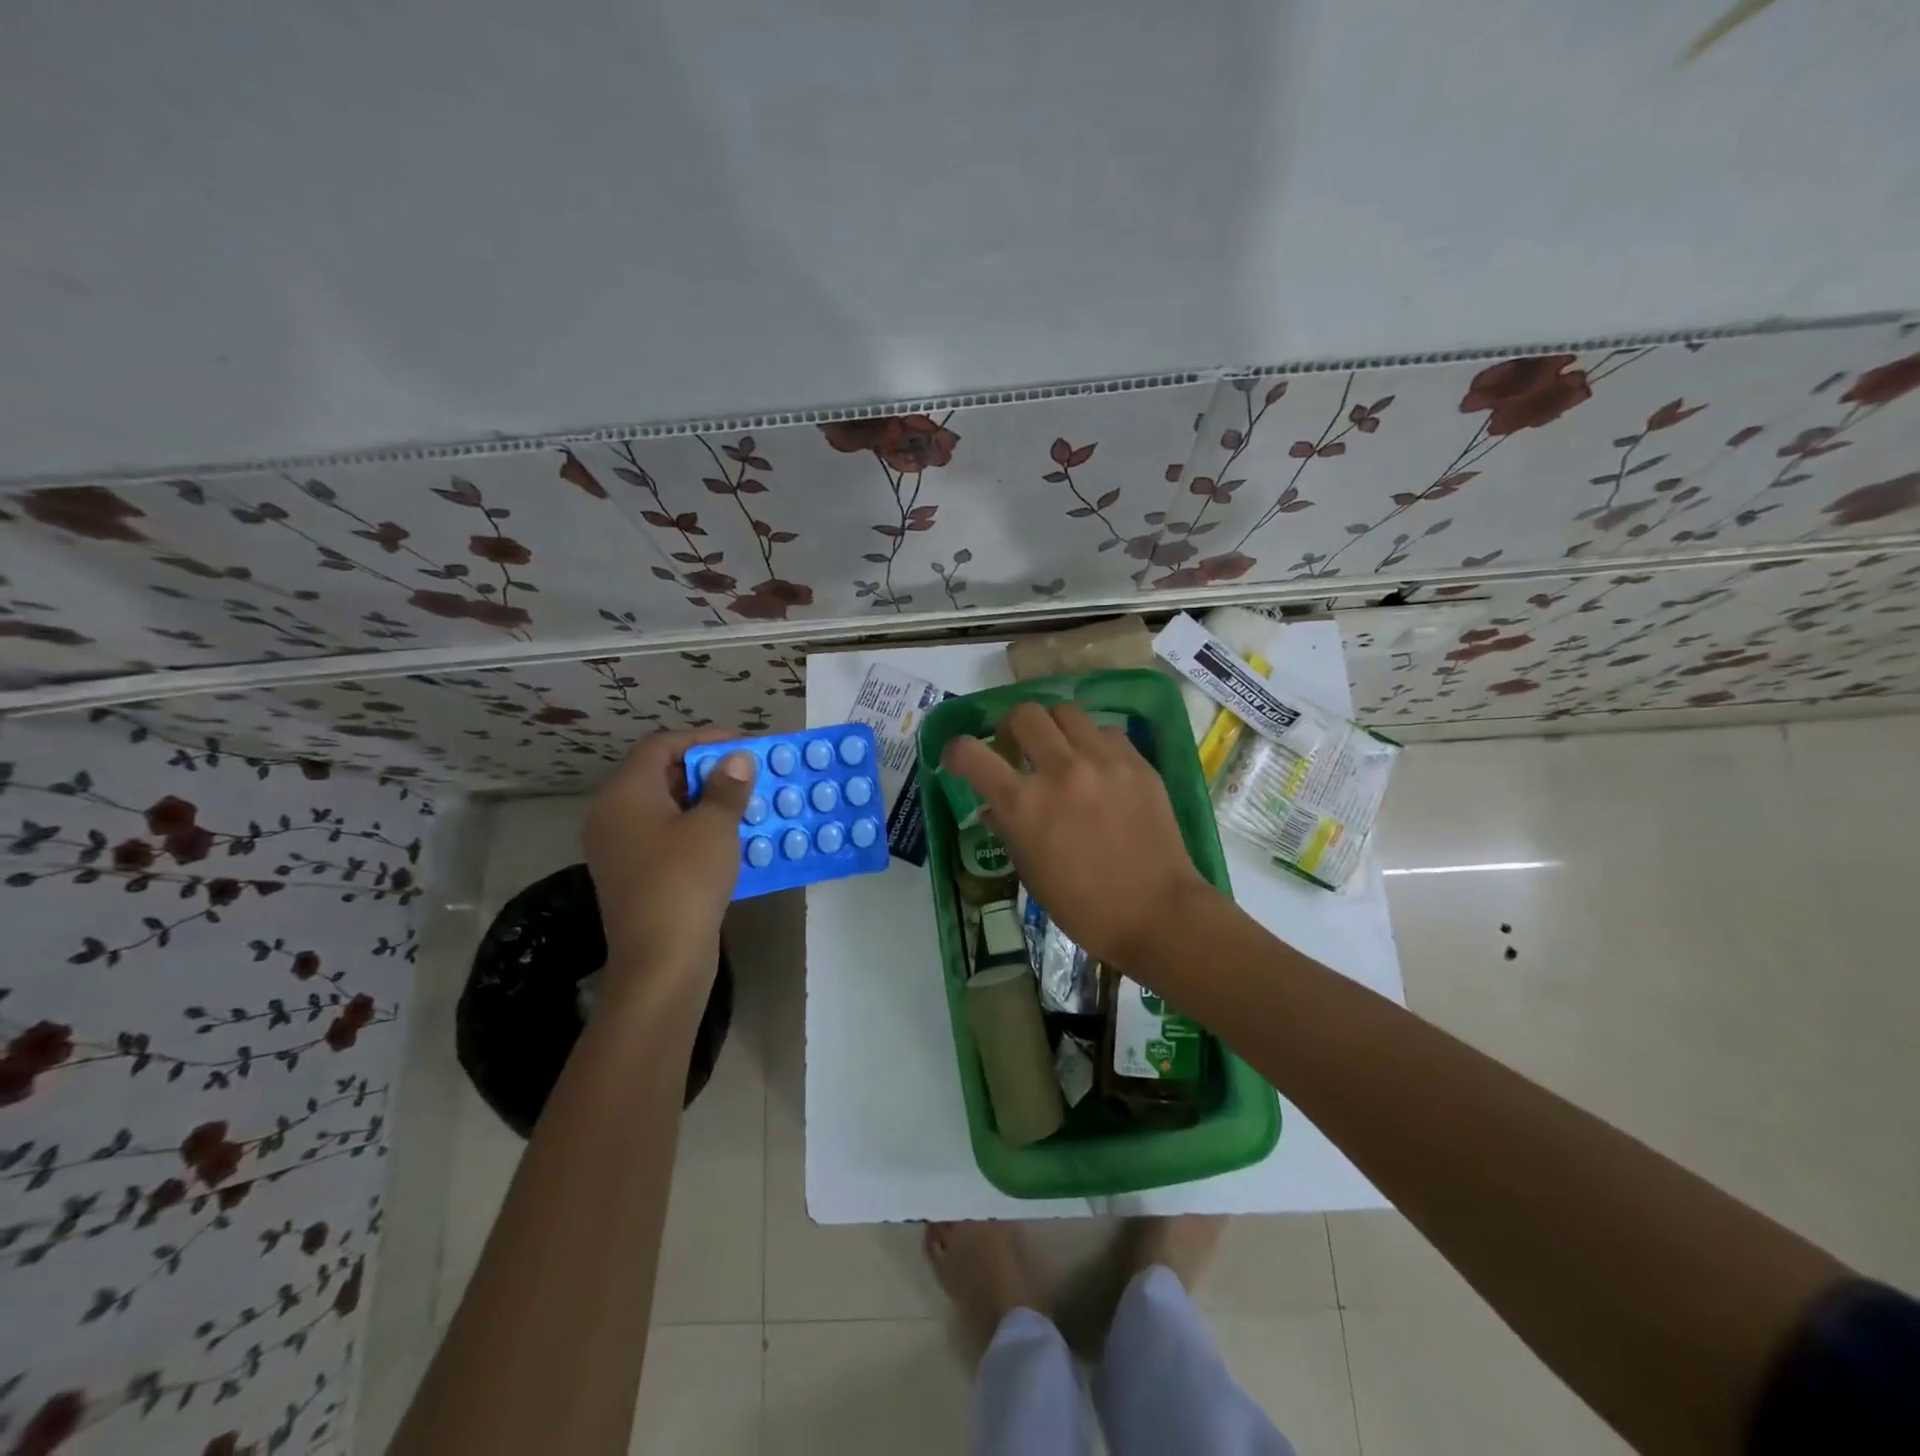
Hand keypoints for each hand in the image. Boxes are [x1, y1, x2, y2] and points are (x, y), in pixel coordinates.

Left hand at [583, 730, 756, 992]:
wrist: (661, 960)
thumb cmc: (685, 881)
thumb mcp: (714, 827)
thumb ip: (727, 787)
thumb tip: (737, 759)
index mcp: (625, 793)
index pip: (661, 746)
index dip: (702, 739)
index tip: (741, 743)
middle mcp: (612, 815)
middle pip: (659, 775)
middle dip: (706, 770)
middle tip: (747, 772)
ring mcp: (619, 847)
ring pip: (664, 807)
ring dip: (704, 800)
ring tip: (744, 801)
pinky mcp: (632, 875)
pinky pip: (664, 836)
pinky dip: (694, 828)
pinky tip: (729, 836)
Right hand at [941, 702, 1214, 973]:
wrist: (1157, 913)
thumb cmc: (1084, 907)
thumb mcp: (1031, 872)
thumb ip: (1009, 829)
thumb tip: (995, 806)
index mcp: (1024, 805)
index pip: (971, 753)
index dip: (956, 751)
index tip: (960, 758)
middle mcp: (1060, 771)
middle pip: (1023, 714)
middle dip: (1011, 728)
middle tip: (1017, 749)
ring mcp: (1102, 761)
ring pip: (1066, 711)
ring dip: (1053, 728)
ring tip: (1060, 750)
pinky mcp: (1136, 762)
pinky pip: (1106, 731)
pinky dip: (1092, 743)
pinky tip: (1099, 766)